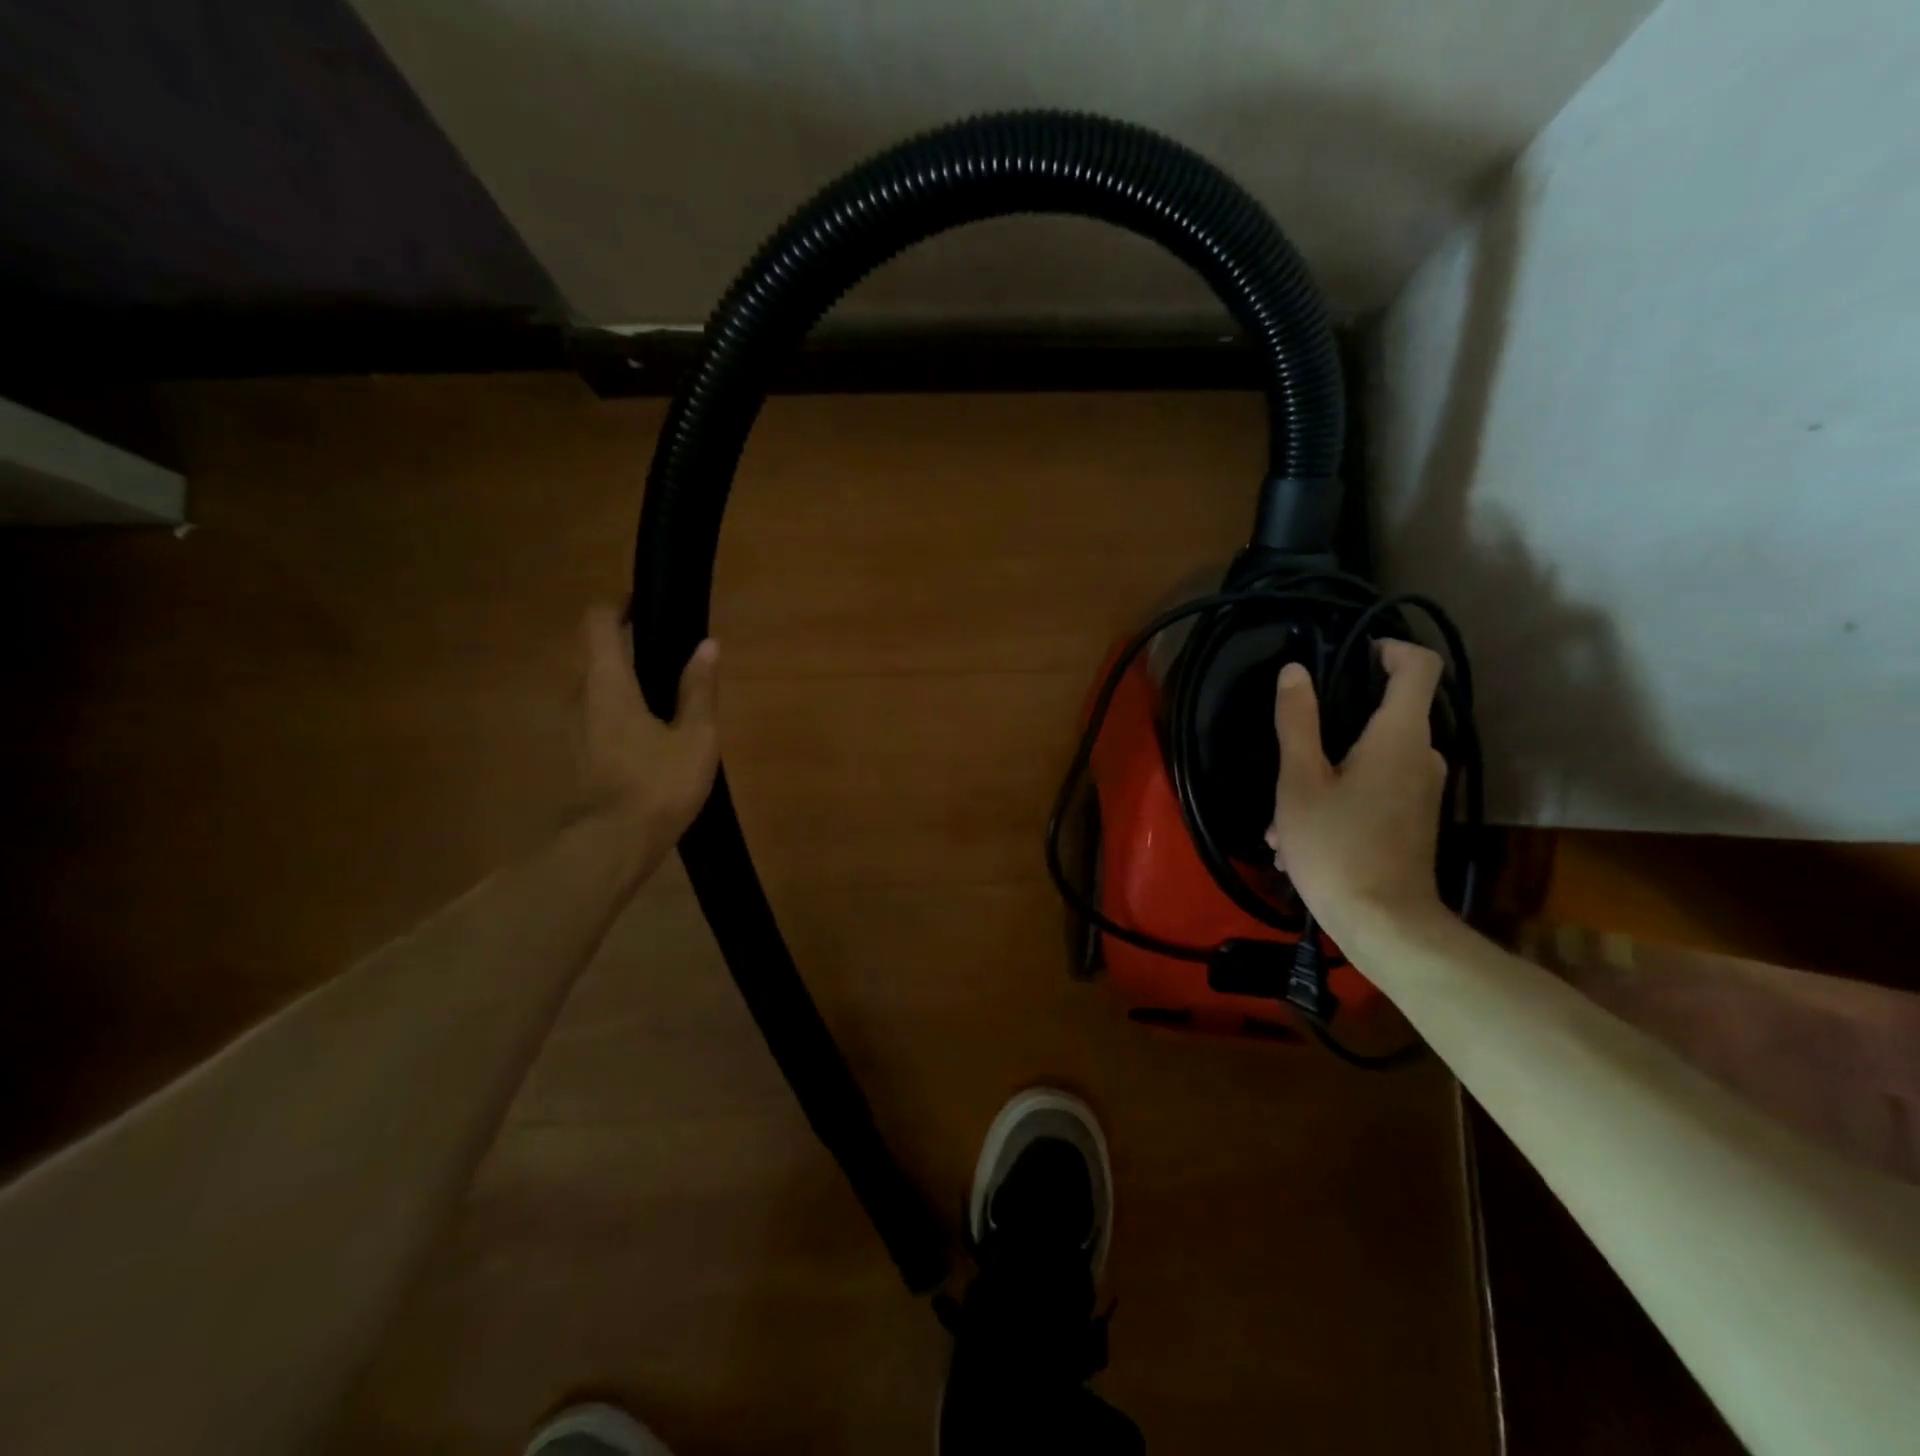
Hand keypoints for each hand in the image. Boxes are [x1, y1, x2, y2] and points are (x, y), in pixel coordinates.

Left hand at [578, 606, 719, 836]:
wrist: (613, 844)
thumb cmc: (658, 783)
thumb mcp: (695, 736)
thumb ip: (699, 689)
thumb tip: (708, 645)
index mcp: (608, 683)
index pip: (599, 623)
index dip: (619, 606)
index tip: (647, 605)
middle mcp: (581, 696)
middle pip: (598, 655)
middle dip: (631, 648)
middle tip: (673, 657)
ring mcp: (574, 727)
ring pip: (598, 688)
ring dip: (627, 683)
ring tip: (668, 697)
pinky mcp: (578, 753)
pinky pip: (598, 714)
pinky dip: (621, 709)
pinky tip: (653, 732)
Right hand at [1266, 639, 1448, 933]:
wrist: (1383, 923)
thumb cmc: (1336, 845)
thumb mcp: (1300, 781)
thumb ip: (1297, 722)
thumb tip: (1295, 671)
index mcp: (1399, 736)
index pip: (1418, 666)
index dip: (1389, 648)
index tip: (1352, 653)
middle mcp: (1422, 755)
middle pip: (1384, 714)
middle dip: (1330, 729)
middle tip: (1288, 756)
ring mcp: (1421, 790)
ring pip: (1369, 759)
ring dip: (1323, 774)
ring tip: (1281, 816)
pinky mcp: (1413, 819)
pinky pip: (1374, 789)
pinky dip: (1338, 799)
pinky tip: (1299, 838)